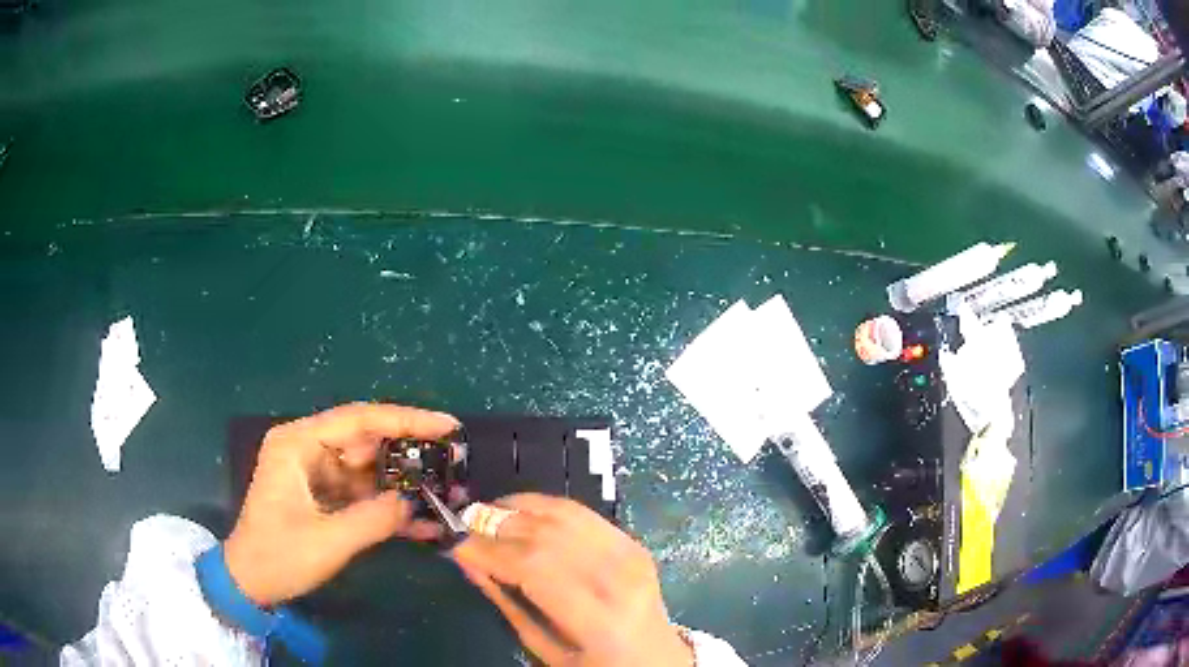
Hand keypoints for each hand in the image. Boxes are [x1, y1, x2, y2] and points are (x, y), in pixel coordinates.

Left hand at [223, 402, 458, 605]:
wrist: (251, 582)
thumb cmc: (278, 557)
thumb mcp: (327, 541)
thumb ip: (374, 518)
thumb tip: (416, 502)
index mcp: (298, 443)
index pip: (358, 419)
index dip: (405, 420)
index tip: (447, 426)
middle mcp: (307, 448)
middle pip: (367, 440)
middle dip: (409, 453)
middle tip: (454, 461)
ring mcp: (316, 472)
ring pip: (370, 468)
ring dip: (404, 483)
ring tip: (446, 493)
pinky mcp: (324, 494)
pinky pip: (363, 493)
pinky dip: (388, 506)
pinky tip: (422, 522)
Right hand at [451, 494, 692, 666]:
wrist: (655, 659)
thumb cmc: (595, 665)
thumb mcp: (545, 650)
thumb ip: (506, 604)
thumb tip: (468, 560)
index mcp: (598, 618)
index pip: (532, 567)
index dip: (487, 550)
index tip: (453, 545)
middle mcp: (618, 578)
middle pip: (545, 535)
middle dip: (495, 526)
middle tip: (462, 526)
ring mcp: (630, 554)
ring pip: (561, 515)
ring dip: (516, 509)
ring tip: (484, 515)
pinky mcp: (632, 542)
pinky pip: (581, 512)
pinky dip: (543, 505)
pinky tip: (518, 510)